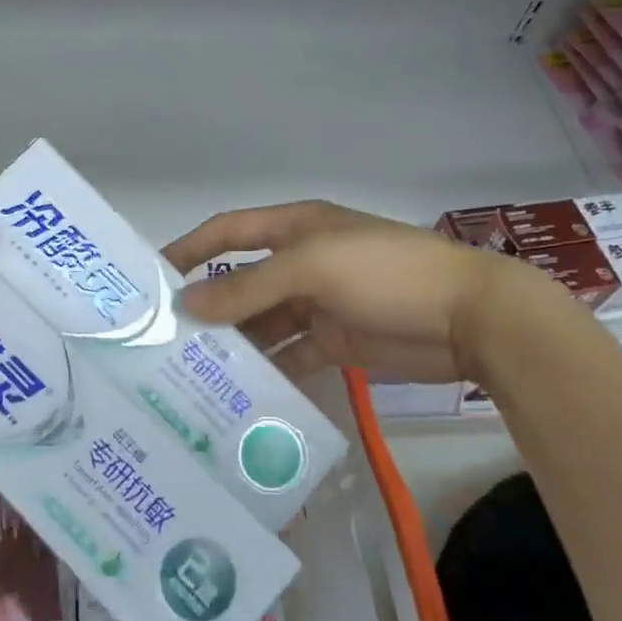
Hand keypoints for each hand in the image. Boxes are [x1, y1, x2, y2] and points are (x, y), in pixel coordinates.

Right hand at [165, 200, 539, 382]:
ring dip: (233, 342)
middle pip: (241, 281)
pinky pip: (290, 354)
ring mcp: (318, 304)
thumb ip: (249, 287)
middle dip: (207, 306)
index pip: (227, 232)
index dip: (190, 249)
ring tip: (190, 371)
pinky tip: (238, 391)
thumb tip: (188, 306)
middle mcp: (300, 262)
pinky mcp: (335, 342)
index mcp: (294, 229)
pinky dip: (267, 370)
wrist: (470, 318)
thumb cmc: (386, 272)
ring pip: (262, 323)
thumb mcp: (312, 268)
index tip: (151, 278)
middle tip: (163, 340)